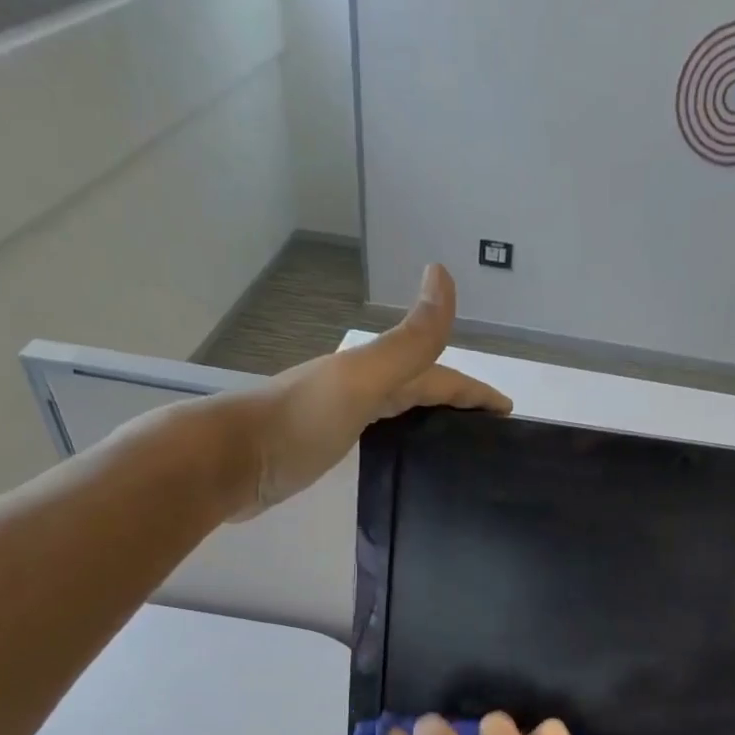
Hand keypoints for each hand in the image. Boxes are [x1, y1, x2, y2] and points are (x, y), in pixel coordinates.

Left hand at [222, 264, 509, 519]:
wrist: (228, 461)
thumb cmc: (297, 424)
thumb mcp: (361, 380)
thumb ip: (406, 341)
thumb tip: (443, 273)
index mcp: (372, 373)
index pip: (436, 375)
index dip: (473, 390)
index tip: (506, 411)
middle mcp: (358, 388)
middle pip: (418, 388)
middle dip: (456, 400)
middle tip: (488, 429)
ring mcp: (339, 416)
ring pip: (397, 410)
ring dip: (429, 417)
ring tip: (457, 444)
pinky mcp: (324, 447)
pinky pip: (377, 435)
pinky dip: (400, 439)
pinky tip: (403, 457)